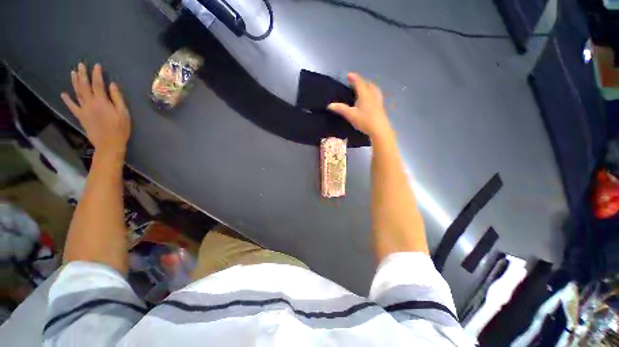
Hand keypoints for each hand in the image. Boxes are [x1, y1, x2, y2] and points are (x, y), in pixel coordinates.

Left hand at [61, 63, 130, 157]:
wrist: (109, 144)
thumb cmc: (120, 129)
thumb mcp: (123, 113)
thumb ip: (117, 98)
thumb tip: (112, 85)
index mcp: (102, 101)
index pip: (98, 84)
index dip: (97, 74)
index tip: (97, 66)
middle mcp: (90, 103)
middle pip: (84, 86)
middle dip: (82, 74)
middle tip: (80, 65)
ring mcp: (83, 109)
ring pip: (77, 93)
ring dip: (74, 82)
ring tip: (73, 73)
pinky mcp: (80, 116)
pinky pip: (72, 106)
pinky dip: (67, 100)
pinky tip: (64, 94)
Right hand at [328, 73, 392, 141]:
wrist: (379, 129)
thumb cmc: (364, 121)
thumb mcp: (351, 115)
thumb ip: (341, 109)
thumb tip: (330, 105)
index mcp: (365, 94)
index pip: (359, 83)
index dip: (354, 78)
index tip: (348, 75)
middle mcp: (372, 94)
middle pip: (368, 84)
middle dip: (361, 81)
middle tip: (355, 82)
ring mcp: (378, 100)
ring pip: (374, 89)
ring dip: (368, 86)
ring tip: (363, 89)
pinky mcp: (381, 106)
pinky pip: (376, 95)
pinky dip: (372, 92)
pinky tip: (370, 99)